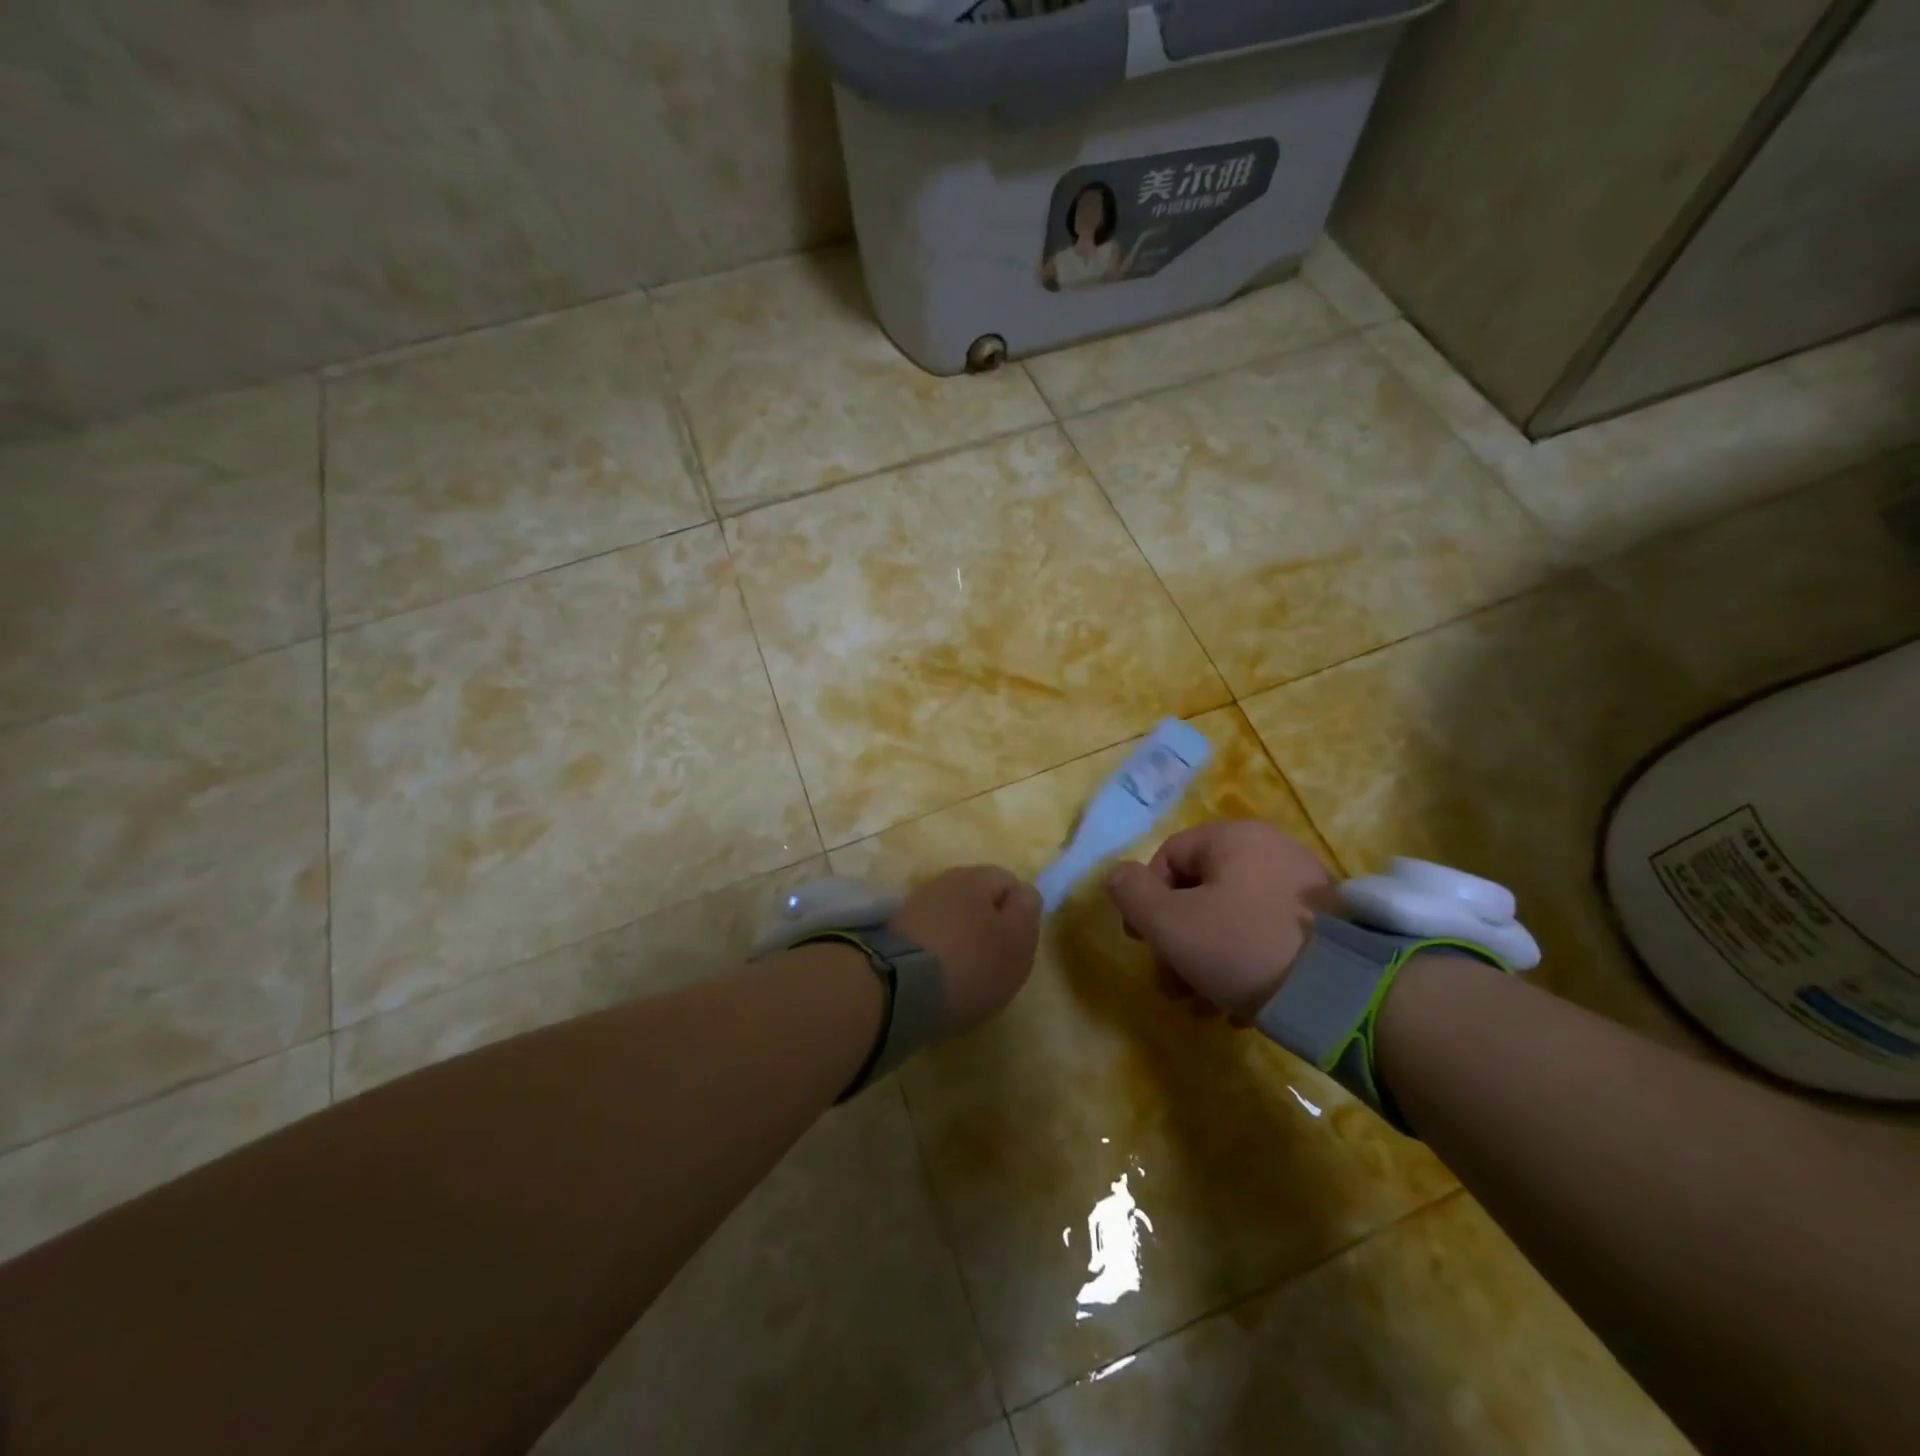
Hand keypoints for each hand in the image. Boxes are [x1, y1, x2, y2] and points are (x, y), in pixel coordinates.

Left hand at [892, 865, 1042, 1037]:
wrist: (898, 987)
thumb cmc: (971, 963)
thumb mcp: (1017, 940)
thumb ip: (1027, 910)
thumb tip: (1023, 893)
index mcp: (976, 877)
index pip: (1009, 882)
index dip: (1019, 912)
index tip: (1017, 945)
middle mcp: (944, 882)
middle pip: (979, 900)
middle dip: (988, 926)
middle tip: (994, 963)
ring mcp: (916, 905)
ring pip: (953, 918)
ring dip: (962, 940)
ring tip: (964, 975)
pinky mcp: (895, 932)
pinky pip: (930, 937)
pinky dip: (938, 954)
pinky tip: (939, 978)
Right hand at [1104, 820, 1335, 1014]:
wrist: (1346, 995)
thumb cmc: (1242, 946)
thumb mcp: (1170, 922)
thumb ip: (1132, 893)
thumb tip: (1116, 874)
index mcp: (1233, 838)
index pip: (1169, 856)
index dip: (1146, 899)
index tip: (1141, 942)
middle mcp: (1270, 850)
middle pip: (1201, 892)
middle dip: (1177, 941)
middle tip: (1171, 984)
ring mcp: (1305, 888)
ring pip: (1233, 919)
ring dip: (1206, 960)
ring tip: (1202, 1007)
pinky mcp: (1330, 926)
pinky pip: (1269, 937)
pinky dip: (1246, 966)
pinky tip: (1240, 1010)